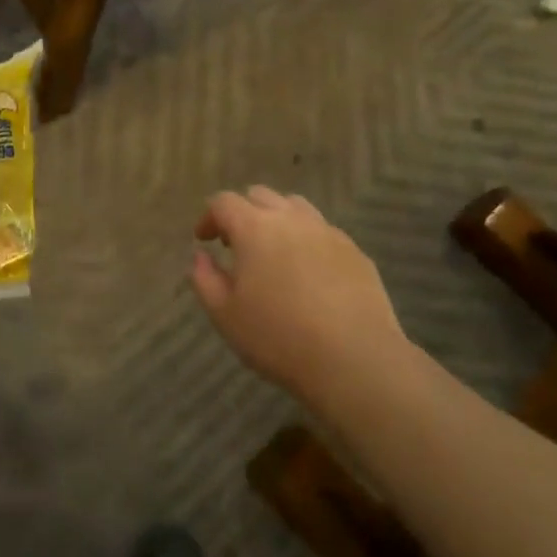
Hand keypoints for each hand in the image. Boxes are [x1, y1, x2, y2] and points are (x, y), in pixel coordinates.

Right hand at [190, 187, 406, 406]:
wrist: (356, 361)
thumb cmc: (279, 338)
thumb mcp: (225, 315)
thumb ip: (204, 279)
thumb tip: (200, 256)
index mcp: (254, 228)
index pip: (224, 202)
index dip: (209, 217)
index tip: (204, 240)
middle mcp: (290, 219)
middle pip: (260, 195)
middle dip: (242, 212)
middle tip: (236, 244)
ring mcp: (327, 232)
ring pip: (295, 207)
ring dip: (277, 220)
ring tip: (274, 252)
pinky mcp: (355, 252)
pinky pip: (323, 231)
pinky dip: (307, 240)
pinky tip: (309, 273)